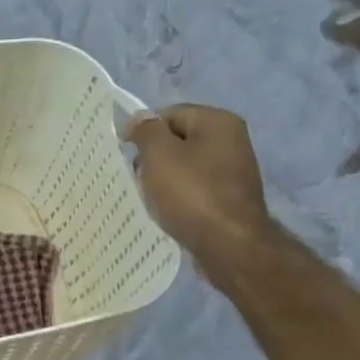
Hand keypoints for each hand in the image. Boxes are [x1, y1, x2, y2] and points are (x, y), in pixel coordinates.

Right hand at [125, 104, 271, 280]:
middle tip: (137, 179)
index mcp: (218, 122)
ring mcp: (233, 172)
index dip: (143, 131)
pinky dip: (178, 198)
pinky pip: (195, 190)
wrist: (229, 245)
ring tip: (150, 199)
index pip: (170, 114)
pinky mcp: (229, 200)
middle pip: (178, 141)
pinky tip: (167, 213)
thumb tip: (139, 119)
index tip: (125, 154)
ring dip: (163, 181)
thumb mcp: (159, 155)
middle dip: (153, 158)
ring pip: (185, 168)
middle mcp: (232, 141)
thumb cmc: (191, 193)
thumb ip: (146, 131)